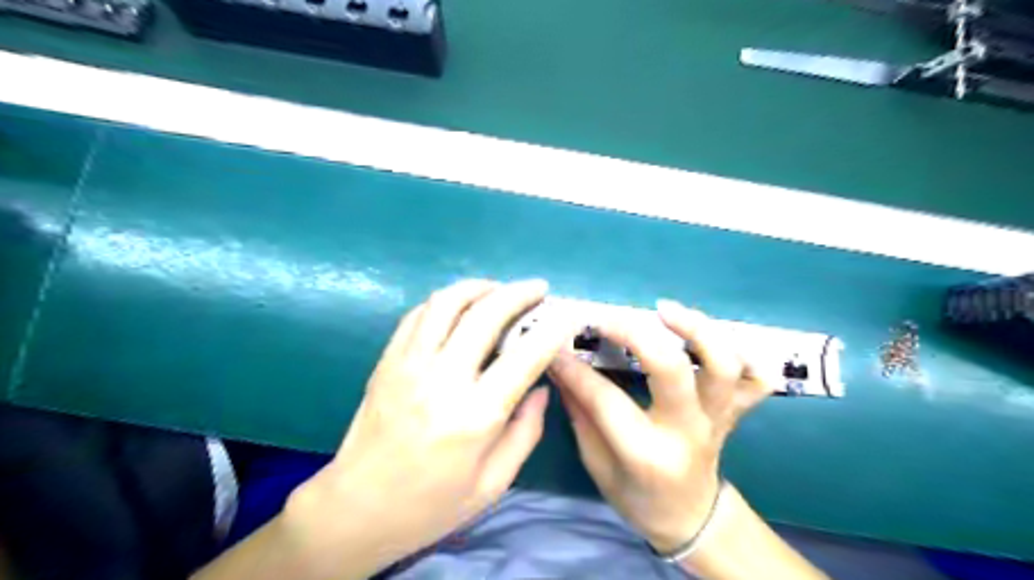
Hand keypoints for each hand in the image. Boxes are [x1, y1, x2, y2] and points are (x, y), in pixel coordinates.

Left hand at [281, 279, 577, 577]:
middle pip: (485, 315)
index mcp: (475, 416)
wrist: (356, 509)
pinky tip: (461, 306)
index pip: (524, 357)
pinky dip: (445, 301)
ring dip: (480, 286)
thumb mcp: (494, 483)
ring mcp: (409, 364)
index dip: (552, 330)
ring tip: (500, 289)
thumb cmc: (431, 504)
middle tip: (539, 289)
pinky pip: (418, 314)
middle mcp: (442, 380)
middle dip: (519, 293)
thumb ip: (526, 431)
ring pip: (447, 302)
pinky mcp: (387, 360)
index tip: (567, 316)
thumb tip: (541, 387)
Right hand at [549, 302, 774, 553]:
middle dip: (634, 333)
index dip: (575, 369)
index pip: (606, 399)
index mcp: (647, 454)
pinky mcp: (734, 412)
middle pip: (670, 369)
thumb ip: (580, 412)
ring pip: (723, 365)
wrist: (690, 518)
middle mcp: (687, 431)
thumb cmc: (636, 497)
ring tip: (664, 310)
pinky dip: (744, 353)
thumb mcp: (596, 464)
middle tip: (606, 318)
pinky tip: (713, 338)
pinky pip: (757, 379)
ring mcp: (718, 419)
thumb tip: (560, 365)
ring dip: (696, 329)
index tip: (553, 346)